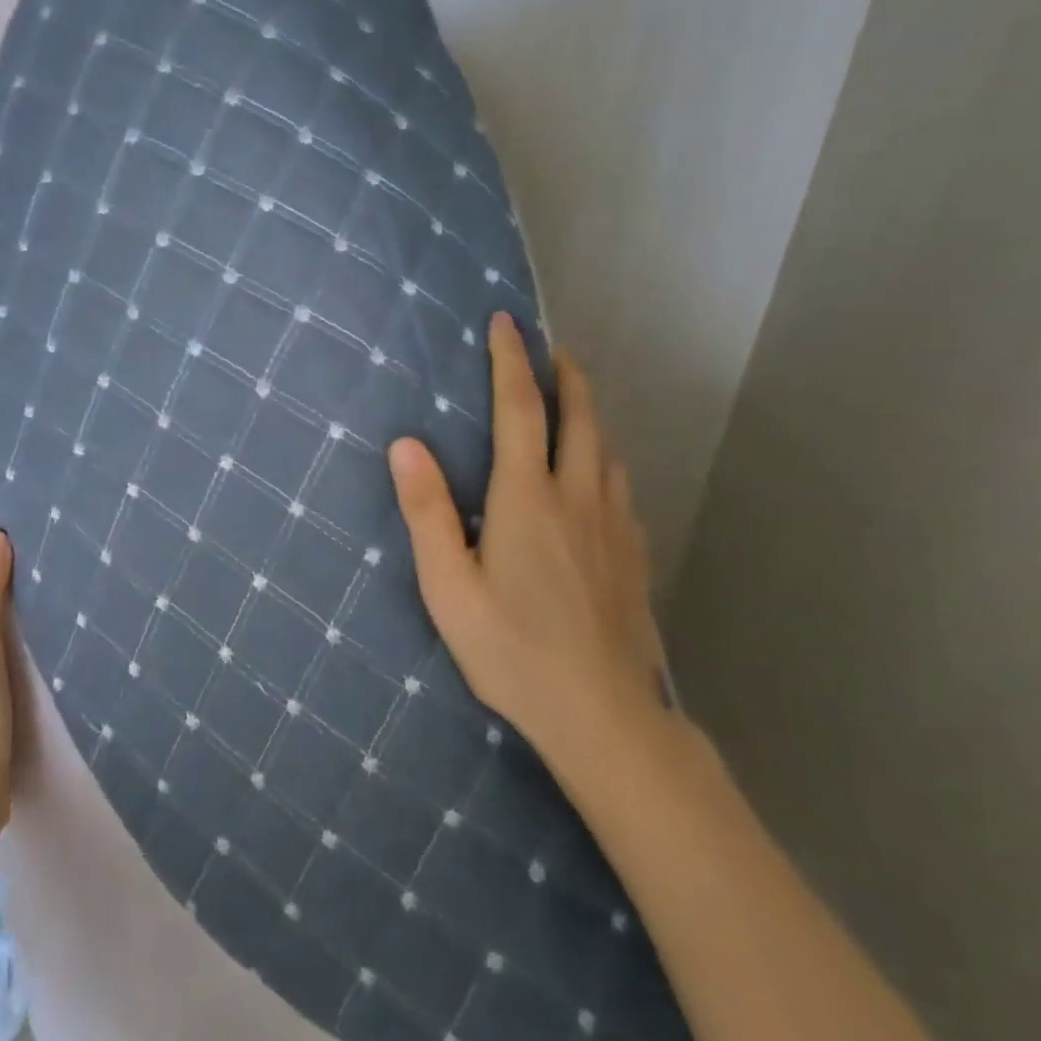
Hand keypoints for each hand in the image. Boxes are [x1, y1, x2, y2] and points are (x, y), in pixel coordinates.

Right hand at [388, 315, 670, 771]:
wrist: (605, 717)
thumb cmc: (512, 650)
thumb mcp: (449, 586)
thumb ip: (427, 511)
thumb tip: (405, 442)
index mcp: (527, 499)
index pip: (520, 410)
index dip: (511, 361)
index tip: (506, 323)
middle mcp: (578, 498)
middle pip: (580, 418)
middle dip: (565, 375)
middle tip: (553, 348)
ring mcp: (615, 528)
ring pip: (606, 450)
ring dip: (589, 414)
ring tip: (574, 401)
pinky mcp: (634, 556)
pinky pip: (620, 488)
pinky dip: (604, 460)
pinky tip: (597, 478)